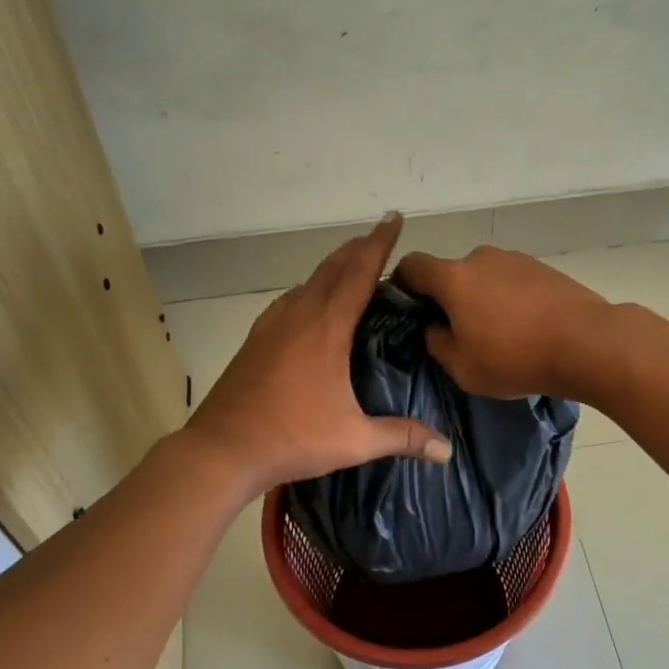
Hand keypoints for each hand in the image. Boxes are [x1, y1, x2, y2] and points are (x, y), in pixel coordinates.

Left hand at [185, 214, 451, 494]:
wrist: (222, 449)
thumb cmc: (291, 438)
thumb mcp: (354, 440)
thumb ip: (402, 437)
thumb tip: (447, 450)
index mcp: (327, 328)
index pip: (359, 273)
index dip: (379, 244)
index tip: (394, 219)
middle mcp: (300, 316)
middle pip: (332, 268)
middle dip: (358, 249)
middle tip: (379, 237)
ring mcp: (273, 325)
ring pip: (308, 281)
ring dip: (332, 267)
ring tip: (351, 265)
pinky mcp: (256, 339)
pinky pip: (289, 300)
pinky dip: (308, 289)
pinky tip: (308, 302)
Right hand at [393, 245, 610, 399]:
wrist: (587, 342)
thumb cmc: (516, 358)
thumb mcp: (463, 368)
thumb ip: (437, 343)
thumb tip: (434, 328)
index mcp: (453, 277)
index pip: (412, 265)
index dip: (402, 284)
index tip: (410, 310)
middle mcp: (481, 258)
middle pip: (451, 273)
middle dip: (448, 298)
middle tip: (459, 332)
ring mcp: (515, 259)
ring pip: (483, 277)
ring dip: (481, 298)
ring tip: (499, 333)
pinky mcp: (542, 267)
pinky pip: (511, 280)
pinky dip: (509, 298)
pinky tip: (525, 327)